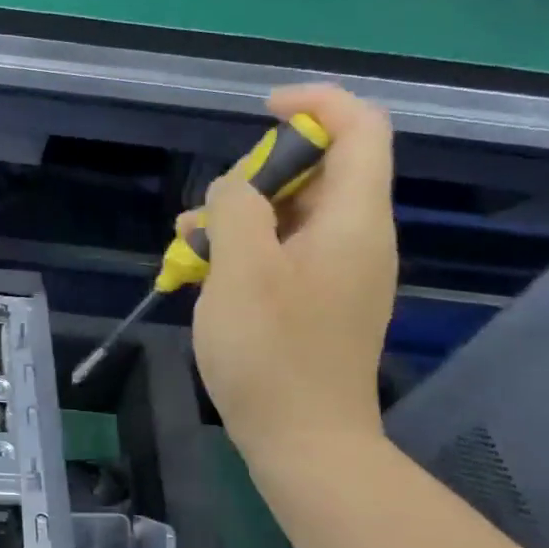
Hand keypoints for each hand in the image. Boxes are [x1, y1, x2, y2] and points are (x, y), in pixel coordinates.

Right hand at [188, 84, 396, 461]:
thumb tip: (236, 188)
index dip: (315, 104)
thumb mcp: (241, 269)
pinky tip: (204, 272)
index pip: (360, 127)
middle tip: (210, 206)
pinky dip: (249, 250)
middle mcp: (358, 238)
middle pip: (321, 170)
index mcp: (354, 219)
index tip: (259, 112)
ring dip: (243, 215)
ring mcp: (341, 274)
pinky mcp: (322, 304)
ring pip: (295, 215)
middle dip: (259, 174)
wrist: (305, 443)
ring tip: (189, 241)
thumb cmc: (272, 353)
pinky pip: (288, 254)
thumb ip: (238, 208)